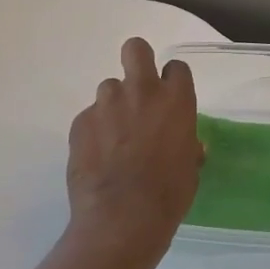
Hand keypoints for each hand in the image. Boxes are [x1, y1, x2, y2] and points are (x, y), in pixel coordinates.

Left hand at [65, 38, 203, 259]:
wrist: (122, 219)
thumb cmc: (168, 194)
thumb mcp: (190, 168)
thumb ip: (187, 145)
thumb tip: (189, 144)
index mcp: (175, 100)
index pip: (176, 67)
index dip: (171, 81)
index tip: (168, 98)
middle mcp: (141, 92)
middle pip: (135, 49)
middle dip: (136, 60)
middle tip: (137, 89)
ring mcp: (106, 104)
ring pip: (109, 87)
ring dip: (114, 105)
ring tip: (114, 137)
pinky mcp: (80, 122)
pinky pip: (89, 116)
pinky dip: (94, 130)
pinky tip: (97, 156)